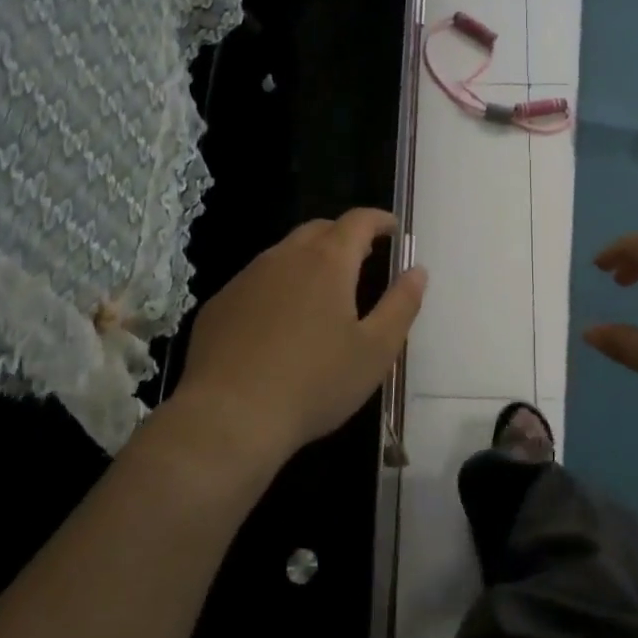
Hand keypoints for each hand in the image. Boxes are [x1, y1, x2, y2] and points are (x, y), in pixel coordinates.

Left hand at [173, 209, 426, 467]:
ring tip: (323, 292)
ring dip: (308, 260)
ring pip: (284, 254)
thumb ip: (401, 305)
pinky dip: (277, 287)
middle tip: (363, 258)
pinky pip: (256, 282)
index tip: (393, 230)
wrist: (228, 418)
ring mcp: (245, 279)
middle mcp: (283, 258)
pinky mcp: (219, 305)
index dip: (379, 220)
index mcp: (327, 262)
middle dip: (344, 236)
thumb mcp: (375, 351)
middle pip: (319, 230)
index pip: (358, 221)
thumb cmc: (314, 383)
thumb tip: (417, 271)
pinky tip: (279, 323)